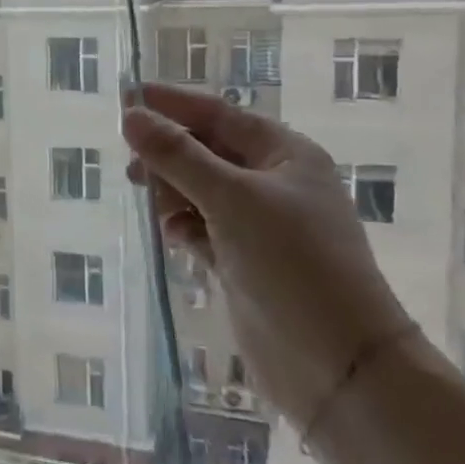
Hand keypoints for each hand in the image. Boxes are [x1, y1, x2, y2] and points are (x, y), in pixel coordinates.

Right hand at [122, 84, 414, 429]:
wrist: (338, 365)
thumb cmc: (292, 263)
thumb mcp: (232, 199)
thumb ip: (178, 156)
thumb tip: (131, 116)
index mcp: (285, 154)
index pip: (219, 113)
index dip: (172, 104)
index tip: (126, 98)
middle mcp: (274, 183)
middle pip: (208, 151)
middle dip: (170, 153)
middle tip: (132, 166)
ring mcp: (261, 225)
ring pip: (202, 190)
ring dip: (173, 191)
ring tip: (150, 202)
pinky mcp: (246, 262)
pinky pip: (204, 228)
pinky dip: (184, 226)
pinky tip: (170, 235)